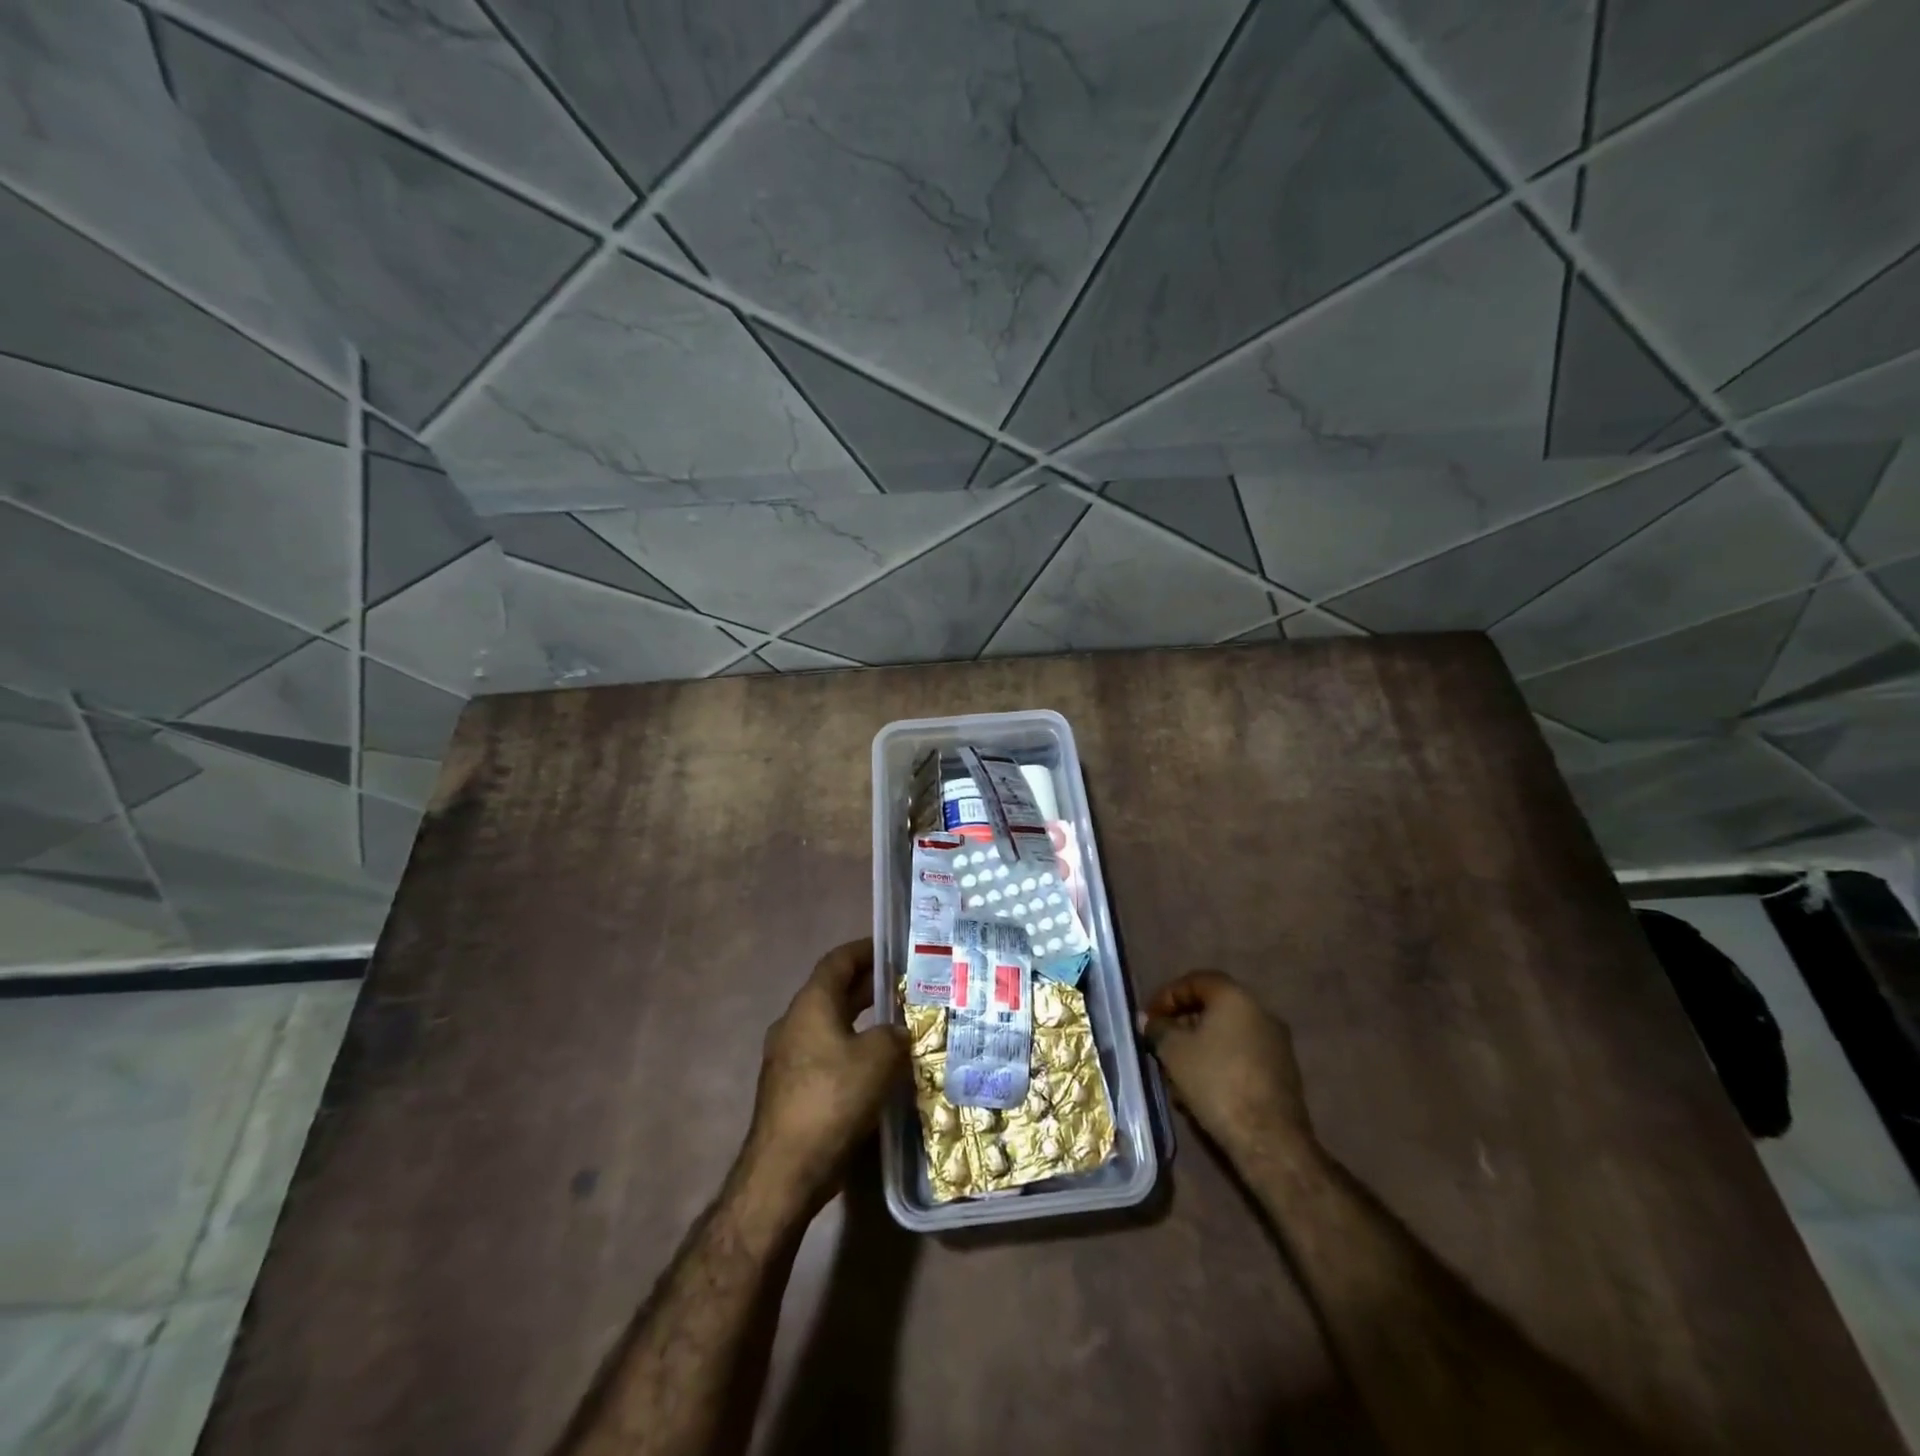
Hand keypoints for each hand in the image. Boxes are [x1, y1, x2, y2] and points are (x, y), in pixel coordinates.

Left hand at [742, 939, 907, 1209]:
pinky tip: (879, 1065)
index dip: (866, 949)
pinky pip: (828, 1053)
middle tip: (906, 984)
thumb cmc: (833, 1099)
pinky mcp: (792, 1088)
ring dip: (863, 1019)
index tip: (893, 947)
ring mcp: (789, 1057)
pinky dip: (853, 1048)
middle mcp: (795, 1023)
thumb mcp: (879, 1058)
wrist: (785, 1170)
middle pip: (835, 991)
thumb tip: (900, 1032)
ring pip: (832, 1024)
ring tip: (900, 1022)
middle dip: (870, 985)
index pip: (838, 961)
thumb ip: (895, 1034)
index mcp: (811, 1004)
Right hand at [1144, 971, 1312, 1158]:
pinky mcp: (1282, 1073)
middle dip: (1182, 1025)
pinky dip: (1219, 1065)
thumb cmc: (1216, 1082)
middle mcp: (1260, 1012)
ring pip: (1226, 1036)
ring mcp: (1276, 1044)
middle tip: (1161, 1046)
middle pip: (1212, 1008)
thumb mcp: (1173, 1051)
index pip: (1195, 981)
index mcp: (1235, 997)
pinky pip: (1241, 1057)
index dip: (1167, 996)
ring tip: (1176, 1076)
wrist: (1269, 1139)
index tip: (1149, 1019)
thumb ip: (1158, 1028)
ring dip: (1198, 1049)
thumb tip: (1147, 1020)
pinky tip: (1201, 1091)